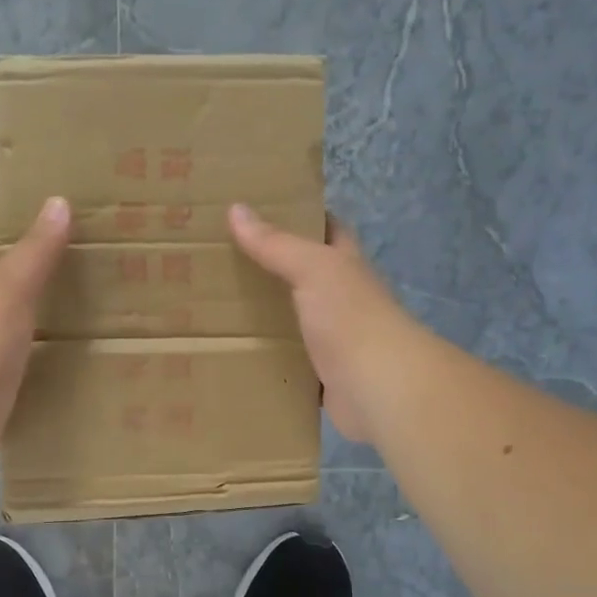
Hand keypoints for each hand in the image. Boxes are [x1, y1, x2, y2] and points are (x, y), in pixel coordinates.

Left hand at [0, 197, 70, 428]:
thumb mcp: (10, 286)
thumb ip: (36, 250)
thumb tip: (58, 202)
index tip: (15, 221)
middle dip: (5, 274)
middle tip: (49, 263)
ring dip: (18, 314)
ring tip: (58, 304)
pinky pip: (7, 359)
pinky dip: (26, 350)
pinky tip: (51, 350)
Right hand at [229, 204, 418, 442]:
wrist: (379, 388)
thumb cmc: (350, 318)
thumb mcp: (312, 269)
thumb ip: (276, 244)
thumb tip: (236, 208)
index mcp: (346, 266)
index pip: (328, 230)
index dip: (302, 217)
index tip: (260, 212)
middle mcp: (343, 299)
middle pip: (306, 277)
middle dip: (272, 269)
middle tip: (224, 263)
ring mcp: (334, 340)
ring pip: (295, 321)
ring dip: (266, 317)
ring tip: (218, 309)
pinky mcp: (322, 377)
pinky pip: (289, 363)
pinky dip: (268, 360)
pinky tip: (237, 356)